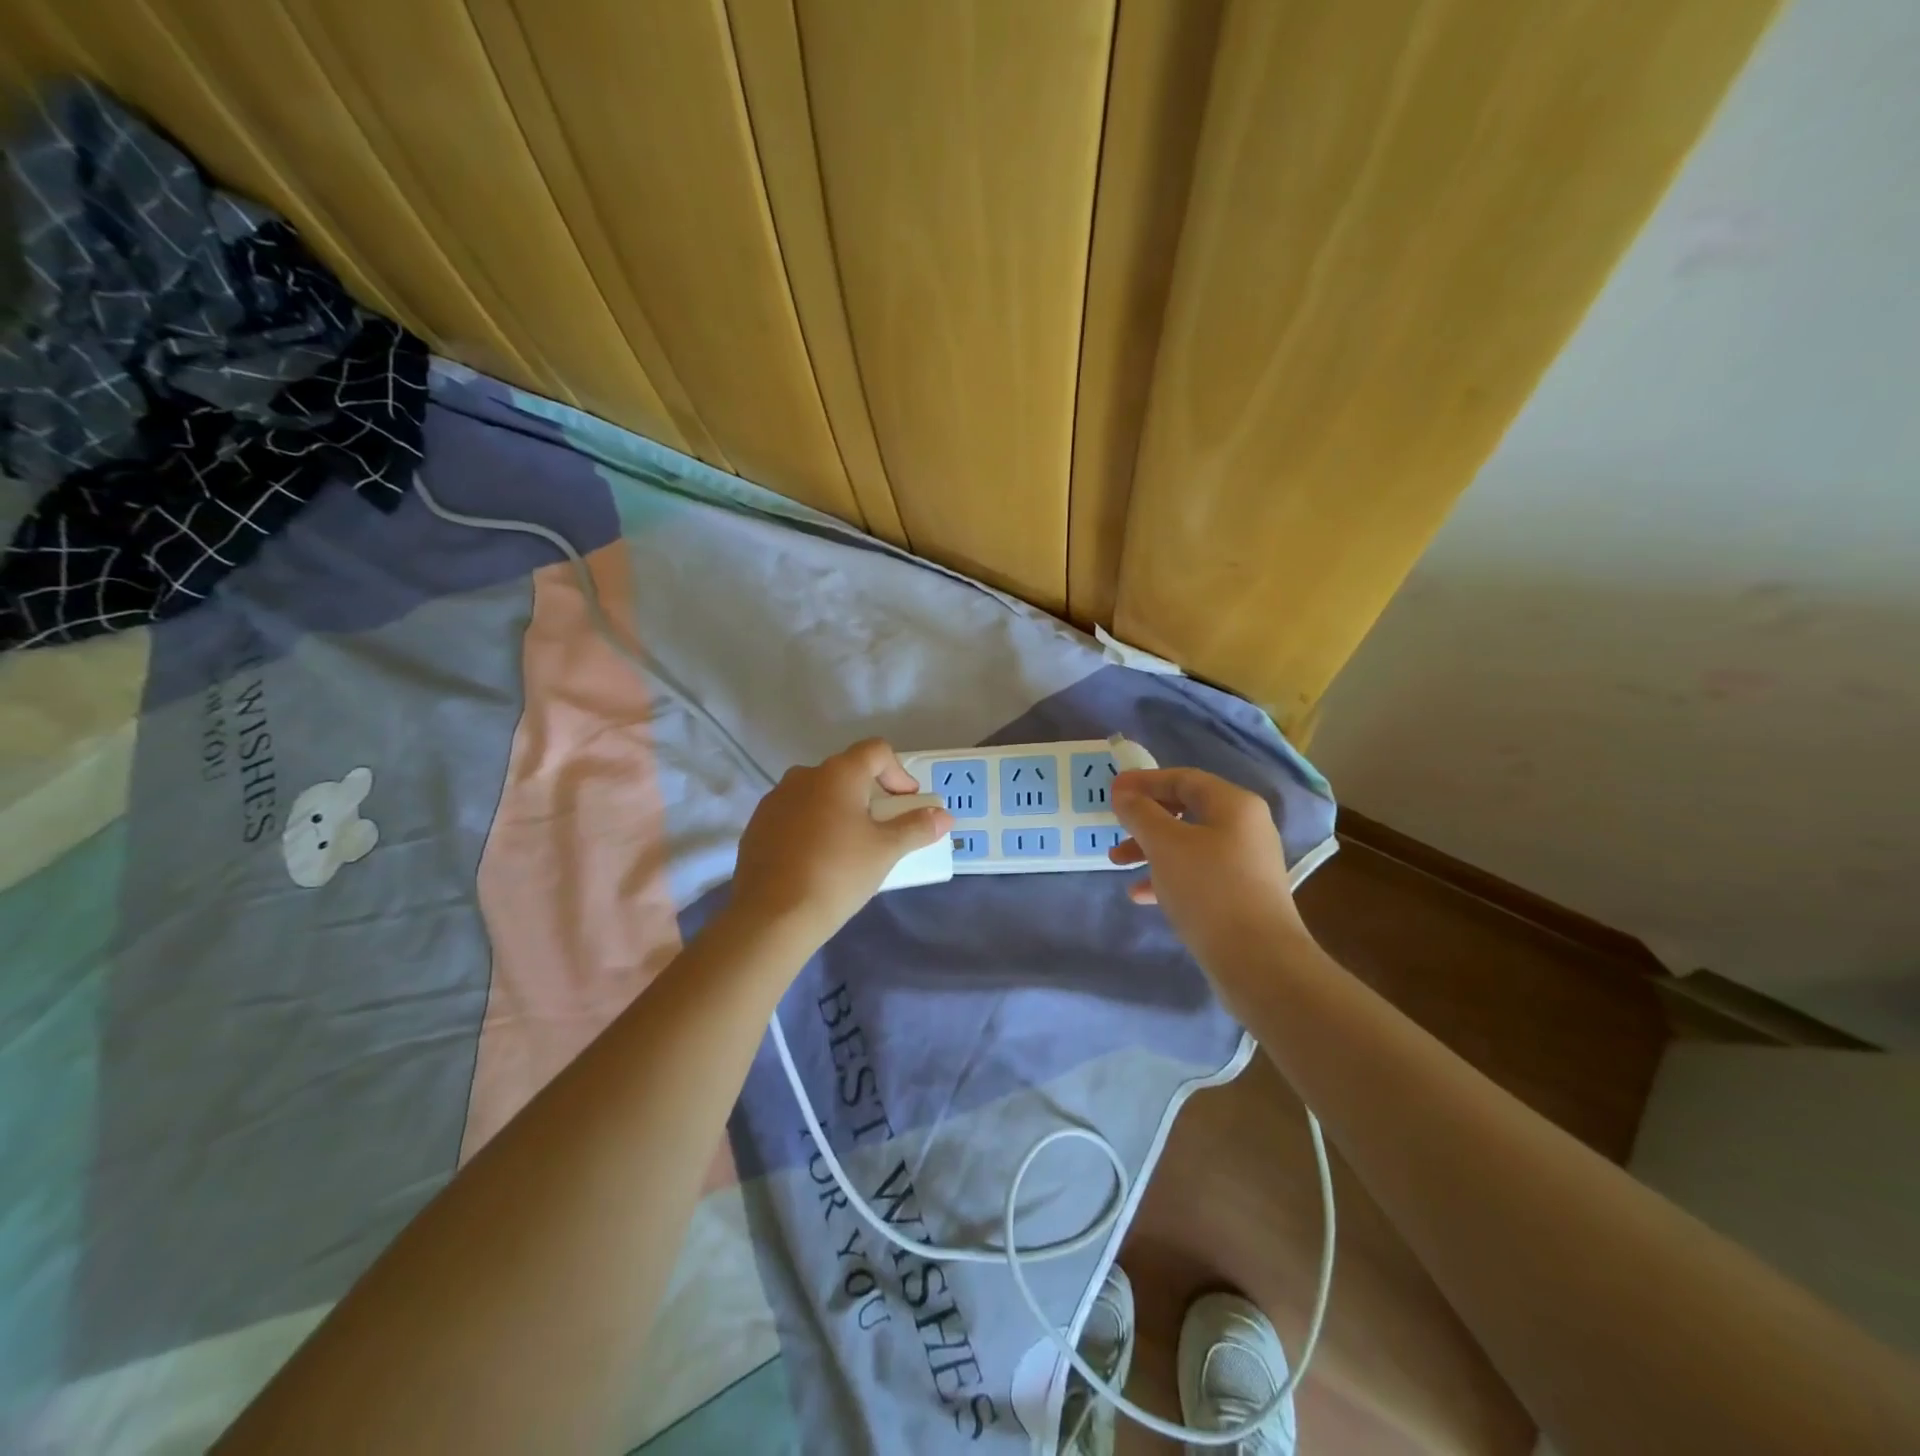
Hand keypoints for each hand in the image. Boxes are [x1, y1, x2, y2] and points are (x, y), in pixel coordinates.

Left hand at [730, 739, 952, 949]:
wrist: (771, 916)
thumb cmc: (838, 873)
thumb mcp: (886, 851)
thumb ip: (917, 827)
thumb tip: (945, 815)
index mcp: (838, 773)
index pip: (876, 751)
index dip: (899, 773)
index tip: (906, 804)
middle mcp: (803, 776)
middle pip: (847, 772)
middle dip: (870, 794)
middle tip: (883, 828)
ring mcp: (775, 800)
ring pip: (818, 794)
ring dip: (839, 810)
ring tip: (850, 846)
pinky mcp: (757, 825)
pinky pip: (794, 815)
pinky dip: (812, 826)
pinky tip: (817, 860)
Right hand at [1109, 768, 1309, 968]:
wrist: (1258, 961)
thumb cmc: (1209, 889)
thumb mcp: (1165, 844)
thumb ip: (1140, 813)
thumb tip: (1124, 792)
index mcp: (1234, 805)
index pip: (1184, 778)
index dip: (1145, 781)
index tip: (1112, 790)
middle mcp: (1245, 828)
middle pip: (1186, 810)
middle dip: (1145, 818)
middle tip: (1114, 826)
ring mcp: (1245, 864)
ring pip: (1188, 845)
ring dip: (1150, 849)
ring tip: (1116, 863)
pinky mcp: (1240, 896)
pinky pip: (1196, 874)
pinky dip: (1167, 877)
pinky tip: (1140, 894)